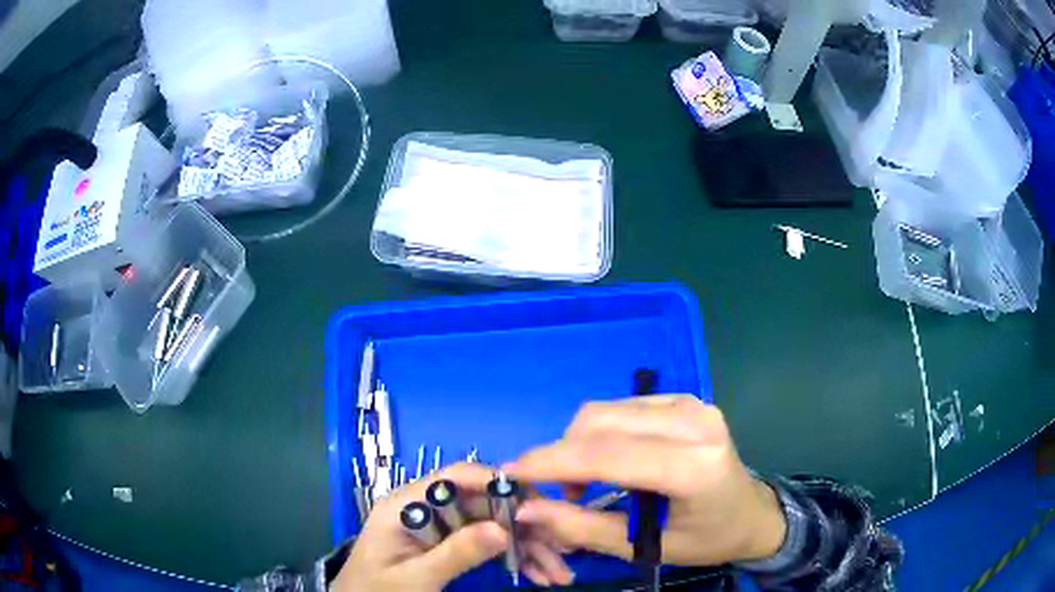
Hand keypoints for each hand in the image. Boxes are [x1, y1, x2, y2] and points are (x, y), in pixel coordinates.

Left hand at [331, 463, 573, 591]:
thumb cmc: (376, 591)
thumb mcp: (414, 578)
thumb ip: (453, 554)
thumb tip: (502, 529)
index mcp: (407, 504)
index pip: (455, 477)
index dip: (497, 483)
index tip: (537, 502)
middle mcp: (427, 507)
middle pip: (484, 504)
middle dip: (524, 526)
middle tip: (560, 550)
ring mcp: (440, 526)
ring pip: (493, 524)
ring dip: (527, 546)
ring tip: (557, 573)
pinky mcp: (449, 543)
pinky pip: (488, 542)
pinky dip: (514, 557)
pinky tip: (537, 573)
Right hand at [502, 396, 786, 566]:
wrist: (753, 514)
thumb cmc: (707, 539)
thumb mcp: (647, 546)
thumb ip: (583, 528)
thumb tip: (527, 510)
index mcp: (694, 467)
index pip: (610, 455)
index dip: (553, 463)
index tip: (512, 474)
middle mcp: (696, 423)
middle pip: (601, 421)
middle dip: (562, 453)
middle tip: (560, 492)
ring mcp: (693, 404)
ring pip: (607, 410)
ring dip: (580, 443)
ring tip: (586, 483)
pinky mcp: (686, 400)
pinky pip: (623, 407)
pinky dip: (601, 433)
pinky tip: (611, 461)